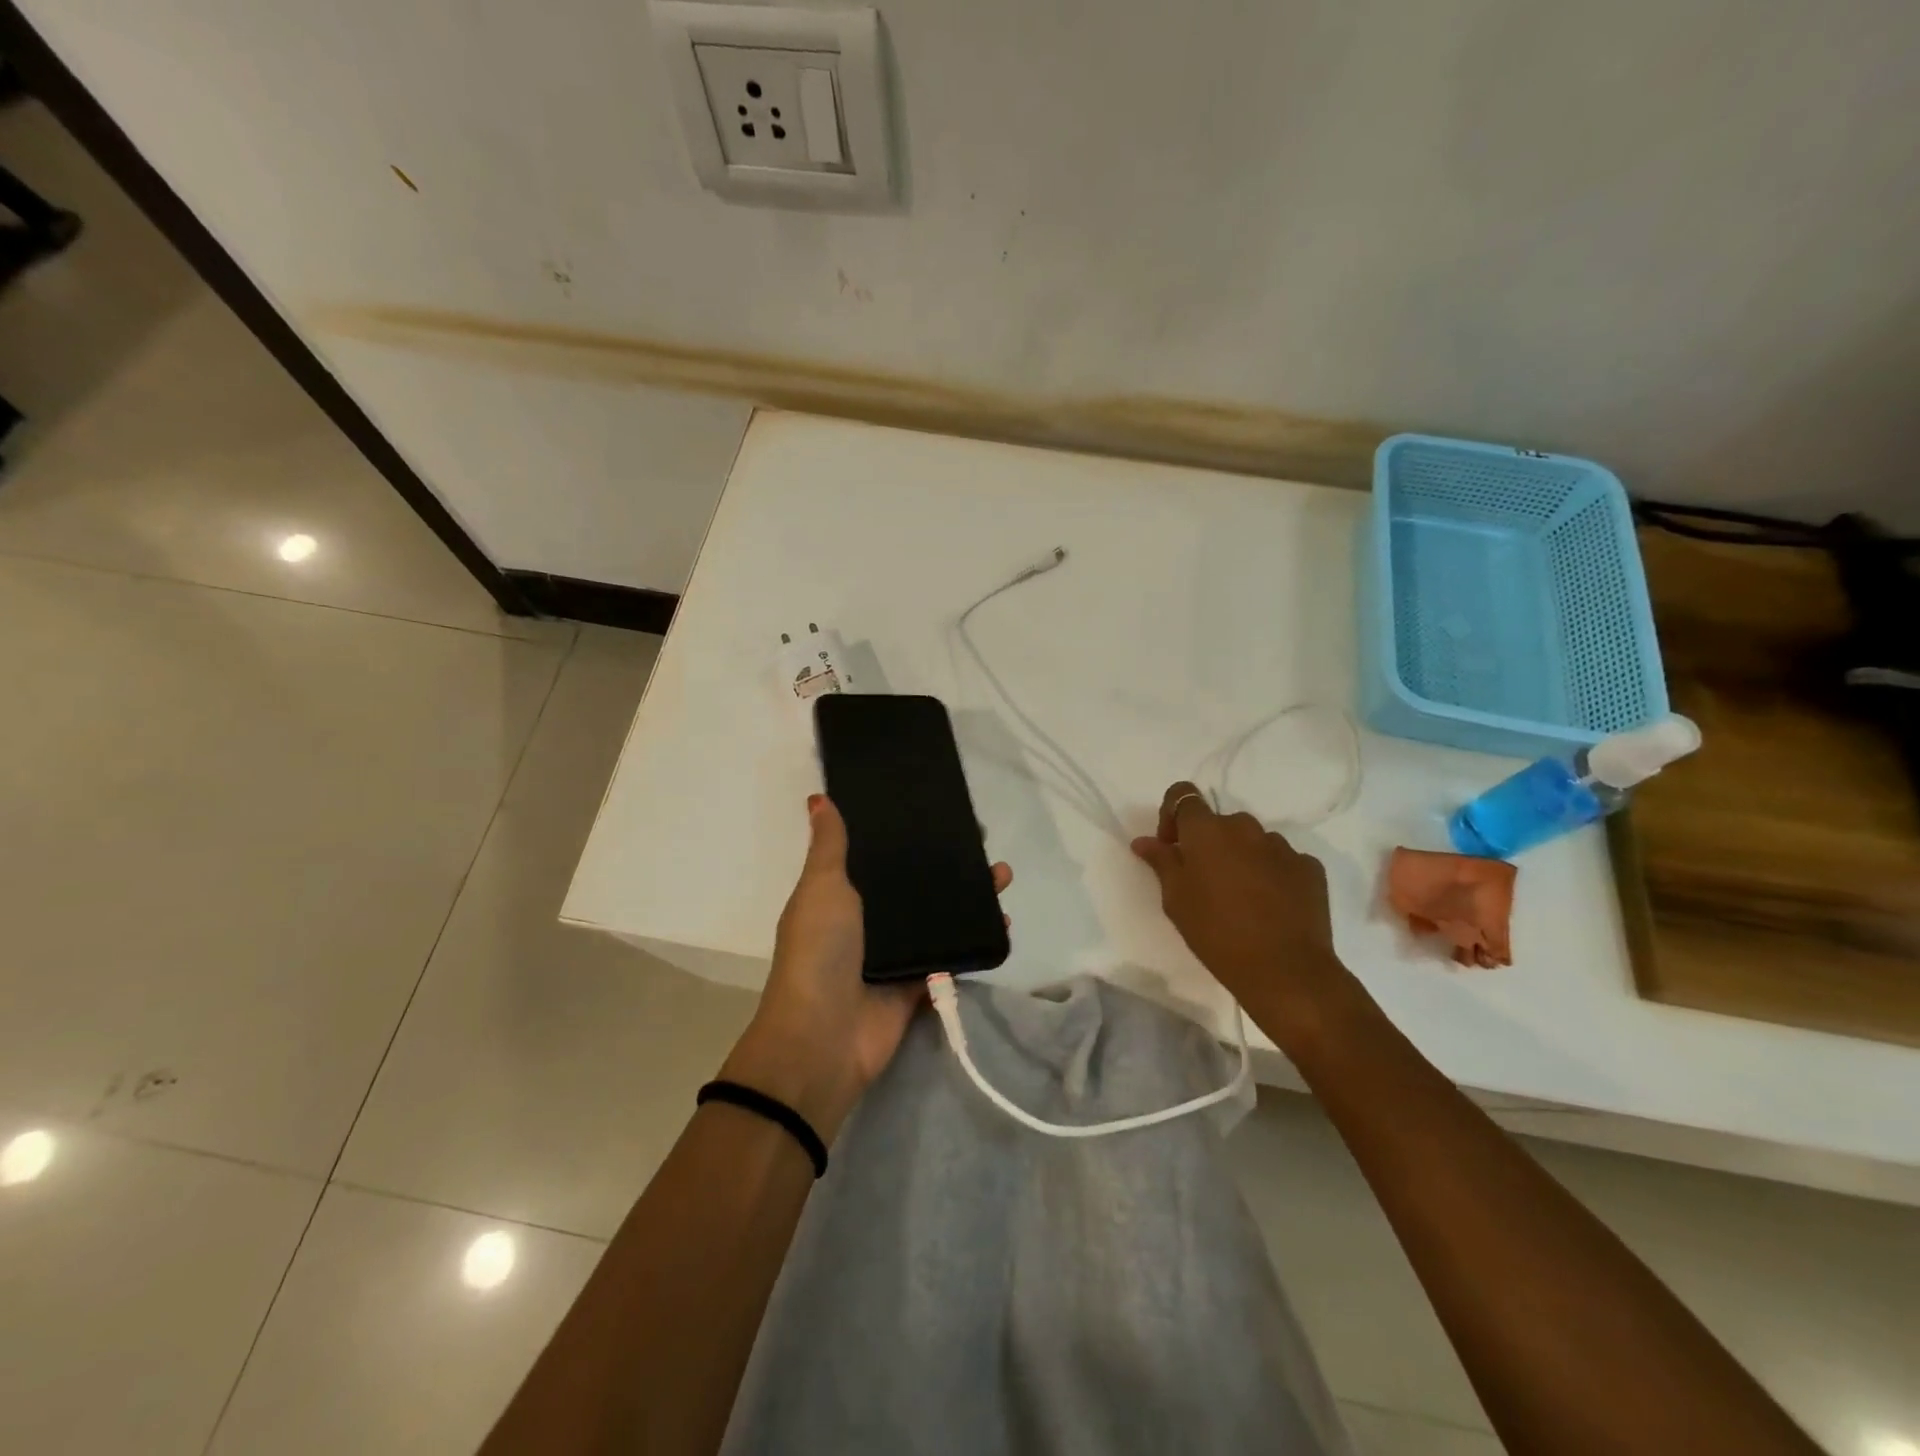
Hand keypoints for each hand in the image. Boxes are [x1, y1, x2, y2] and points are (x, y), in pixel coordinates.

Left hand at [721, 794, 1011, 1143]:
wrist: (824, 1036)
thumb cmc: (820, 951)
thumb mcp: (822, 888)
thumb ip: (829, 846)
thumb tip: (819, 798)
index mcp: (843, 894)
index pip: (881, 855)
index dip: (908, 835)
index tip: (940, 811)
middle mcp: (872, 920)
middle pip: (917, 884)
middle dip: (949, 863)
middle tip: (982, 841)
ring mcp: (898, 953)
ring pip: (941, 916)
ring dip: (971, 897)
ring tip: (1002, 875)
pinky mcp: (921, 983)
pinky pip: (954, 955)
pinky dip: (978, 939)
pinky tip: (1003, 920)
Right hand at [1130, 781, 1351, 1033]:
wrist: (1285, 970)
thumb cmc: (1216, 933)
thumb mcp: (1176, 900)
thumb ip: (1161, 862)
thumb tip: (1144, 840)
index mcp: (1207, 830)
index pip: (1183, 794)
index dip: (1172, 814)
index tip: (1171, 847)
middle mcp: (1245, 827)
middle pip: (1219, 822)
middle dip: (1208, 843)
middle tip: (1203, 881)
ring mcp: (1282, 846)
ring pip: (1252, 841)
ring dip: (1241, 858)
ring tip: (1241, 898)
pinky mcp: (1310, 868)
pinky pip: (1282, 861)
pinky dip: (1272, 874)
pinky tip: (1270, 906)